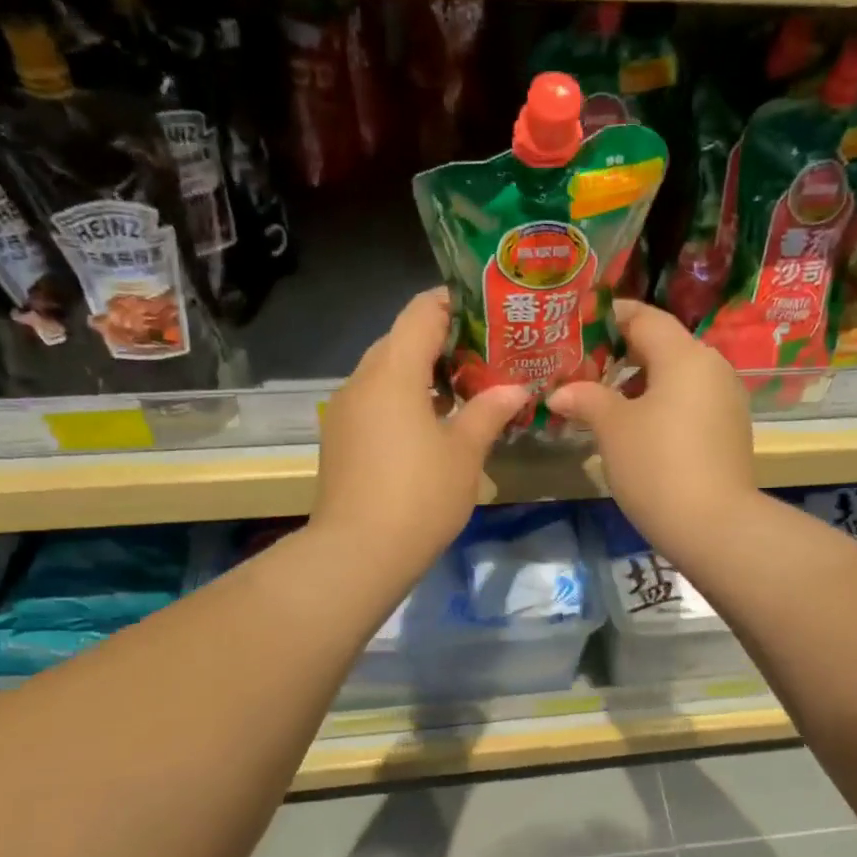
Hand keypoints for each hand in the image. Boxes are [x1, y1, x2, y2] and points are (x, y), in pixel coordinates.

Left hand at [313, 288, 530, 578]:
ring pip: (386, 373)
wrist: (359, 552)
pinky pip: (375, 401)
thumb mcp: (465, 452)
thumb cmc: (420, 495)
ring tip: (466, 391)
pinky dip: (404, 400)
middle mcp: (362, 380)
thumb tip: (516, 389)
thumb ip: (489, 411)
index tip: (488, 312)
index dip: (455, 303)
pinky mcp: (340, 438)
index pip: (421, 311)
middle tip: (486, 356)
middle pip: (401, 339)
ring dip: (423, 374)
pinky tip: (433, 425)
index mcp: (393, 370)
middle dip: (443, 342)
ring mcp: (345, 410)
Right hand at [548, 299, 755, 562]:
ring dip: (640, 383)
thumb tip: (560, 392)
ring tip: (604, 402)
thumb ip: (586, 398)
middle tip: (583, 368)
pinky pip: (690, 402)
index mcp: (684, 355)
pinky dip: (662, 405)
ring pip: (677, 376)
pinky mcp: (730, 431)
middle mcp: (712, 367)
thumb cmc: (656, 465)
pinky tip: (637, 429)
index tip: (578, 326)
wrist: (714, 526)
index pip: (644, 317)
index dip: (609, 317)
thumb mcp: (612, 428)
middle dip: (621, 354)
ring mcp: (726, 400)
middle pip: (663, 345)